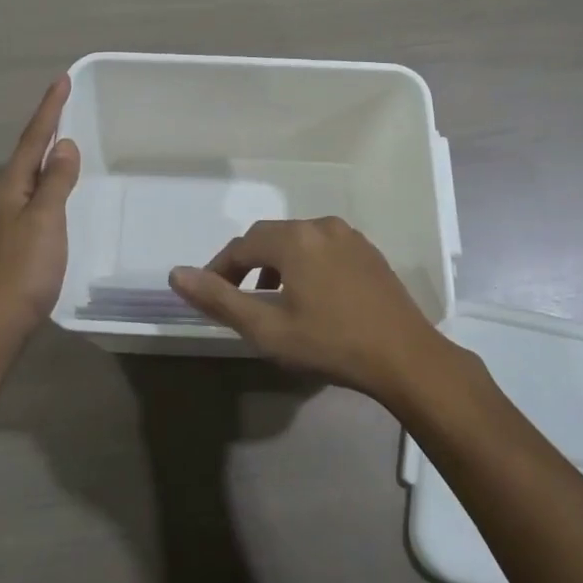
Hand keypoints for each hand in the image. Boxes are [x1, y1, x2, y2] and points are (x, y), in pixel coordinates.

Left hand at [0, 76, 80, 343]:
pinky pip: (31, 199)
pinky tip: (54, 192)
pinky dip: (45, 184)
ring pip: (27, 178)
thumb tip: (63, 145)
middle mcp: (1, 198)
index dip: (49, 110)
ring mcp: (2, 222)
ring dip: (44, 156)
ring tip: (62, 142)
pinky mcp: (9, 242)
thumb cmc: (24, 269)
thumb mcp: (46, 220)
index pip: (33, 140)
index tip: (62, 80)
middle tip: (64, 105)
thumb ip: (56, 182)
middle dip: (45, 129)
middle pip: (26, 155)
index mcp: (9, 188)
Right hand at [168, 216, 447, 401]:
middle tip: (236, 297)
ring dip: (276, 264)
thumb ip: (219, 299)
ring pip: (298, 241)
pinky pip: (323, 248)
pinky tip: (309, 295)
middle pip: (270, 238)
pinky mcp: (368, 251)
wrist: (406, 357)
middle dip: (247, 264)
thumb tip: (177, 274)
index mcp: (294, 239)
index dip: (219, 269)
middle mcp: (320, 225)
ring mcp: (349, 236)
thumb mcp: (267, 329)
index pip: (242, 246)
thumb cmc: (331, 344)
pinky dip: (305, 263)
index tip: (209, 295)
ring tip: (270, 298)